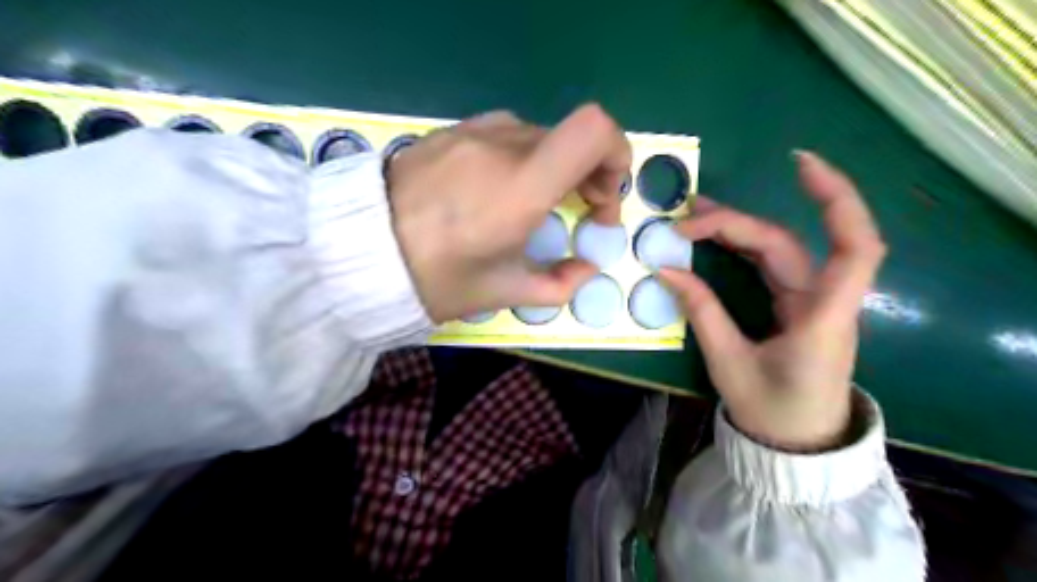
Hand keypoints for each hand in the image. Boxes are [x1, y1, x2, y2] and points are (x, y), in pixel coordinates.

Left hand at [388, 105, 630, 321]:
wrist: (357, 254)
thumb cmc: (437, 280)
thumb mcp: (503, 291)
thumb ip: (560, 283)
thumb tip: (588, 268)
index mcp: (521, 185)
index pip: (594, 130)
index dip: (616, 156)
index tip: (603, 198)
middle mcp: (502, 145)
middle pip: (571, 137)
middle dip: (589, 174)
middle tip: (579, 211)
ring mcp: (472, 132)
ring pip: (539, 136)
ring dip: (554, 166)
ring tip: (535, 202)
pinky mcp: (449, 132)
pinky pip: (503, 134)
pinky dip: (520, 158)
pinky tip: (497, 189)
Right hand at [660, 151, 887, 452]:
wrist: (796, 444)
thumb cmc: (771, 410)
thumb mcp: (728, 363)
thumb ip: (702, 312)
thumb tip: (665, 269)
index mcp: (823, 318)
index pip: (854, 248)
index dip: (837, 200)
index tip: (800, 165)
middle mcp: (823, 301)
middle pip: (786, 244)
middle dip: (735, 225)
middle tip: (684, 221)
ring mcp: (810, 301)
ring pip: (779, 250)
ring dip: (739, 229)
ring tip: (695, 217)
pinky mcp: (796, 306)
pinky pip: (772, 265)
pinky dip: (745, 247)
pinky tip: (718, 237)